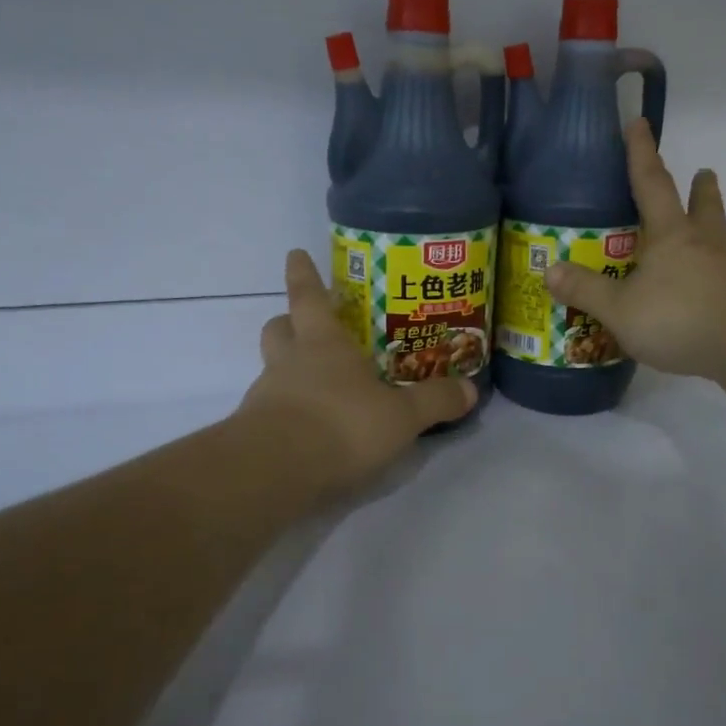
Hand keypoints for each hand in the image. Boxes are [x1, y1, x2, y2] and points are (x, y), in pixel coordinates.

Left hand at [239, 249, 476, 494]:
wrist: (275, 472)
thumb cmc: (342, 424)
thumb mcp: (401, 416)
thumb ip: (434, 401)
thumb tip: (471, 390)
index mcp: (323, 344)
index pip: (308, 296)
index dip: (304, 274)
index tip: (296, 254)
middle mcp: (289, 361)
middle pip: (279, 328)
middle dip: (289, 321)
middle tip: (306, 326)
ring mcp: (267, 395)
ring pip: (272, 368)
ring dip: (289, 369)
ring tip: (318, 387)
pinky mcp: (254, 432)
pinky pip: (270, 409)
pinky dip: (287, 411)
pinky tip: (310, 430)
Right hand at [546, 119, 725, 381]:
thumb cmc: (680, 318)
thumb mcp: (621, 310)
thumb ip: (586, 291)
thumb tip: (550, 271)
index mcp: (670, 235)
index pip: (651, 183)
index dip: (641, 153)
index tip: (639, 123)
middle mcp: (703, 244)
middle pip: (703, 206)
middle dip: (700, 188)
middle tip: (703, 172)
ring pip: (717, 238)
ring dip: (710, 226)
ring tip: (702, 230)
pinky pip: (723, 275)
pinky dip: (712, 272)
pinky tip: (704, 288)